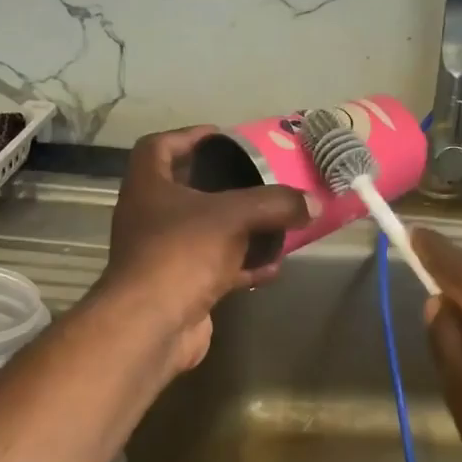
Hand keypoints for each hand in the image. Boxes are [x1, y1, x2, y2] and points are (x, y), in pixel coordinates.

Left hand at [99, 127, 308, 371]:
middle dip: (222, 184)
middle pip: (186, 190)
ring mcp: (162, 255)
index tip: (221, 136)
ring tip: (274, 220)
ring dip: (238, 228)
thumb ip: (275, 203)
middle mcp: (149, 217)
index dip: (188, 136)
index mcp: (148, 187)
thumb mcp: (234, 216)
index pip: (158, 146)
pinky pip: (215, 268)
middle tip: (257, 177)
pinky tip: (273, 267)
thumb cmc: (182, 252)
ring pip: (205, 232)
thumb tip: (312, 203)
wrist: (152, 325)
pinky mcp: (179, 287)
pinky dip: (242, 266)